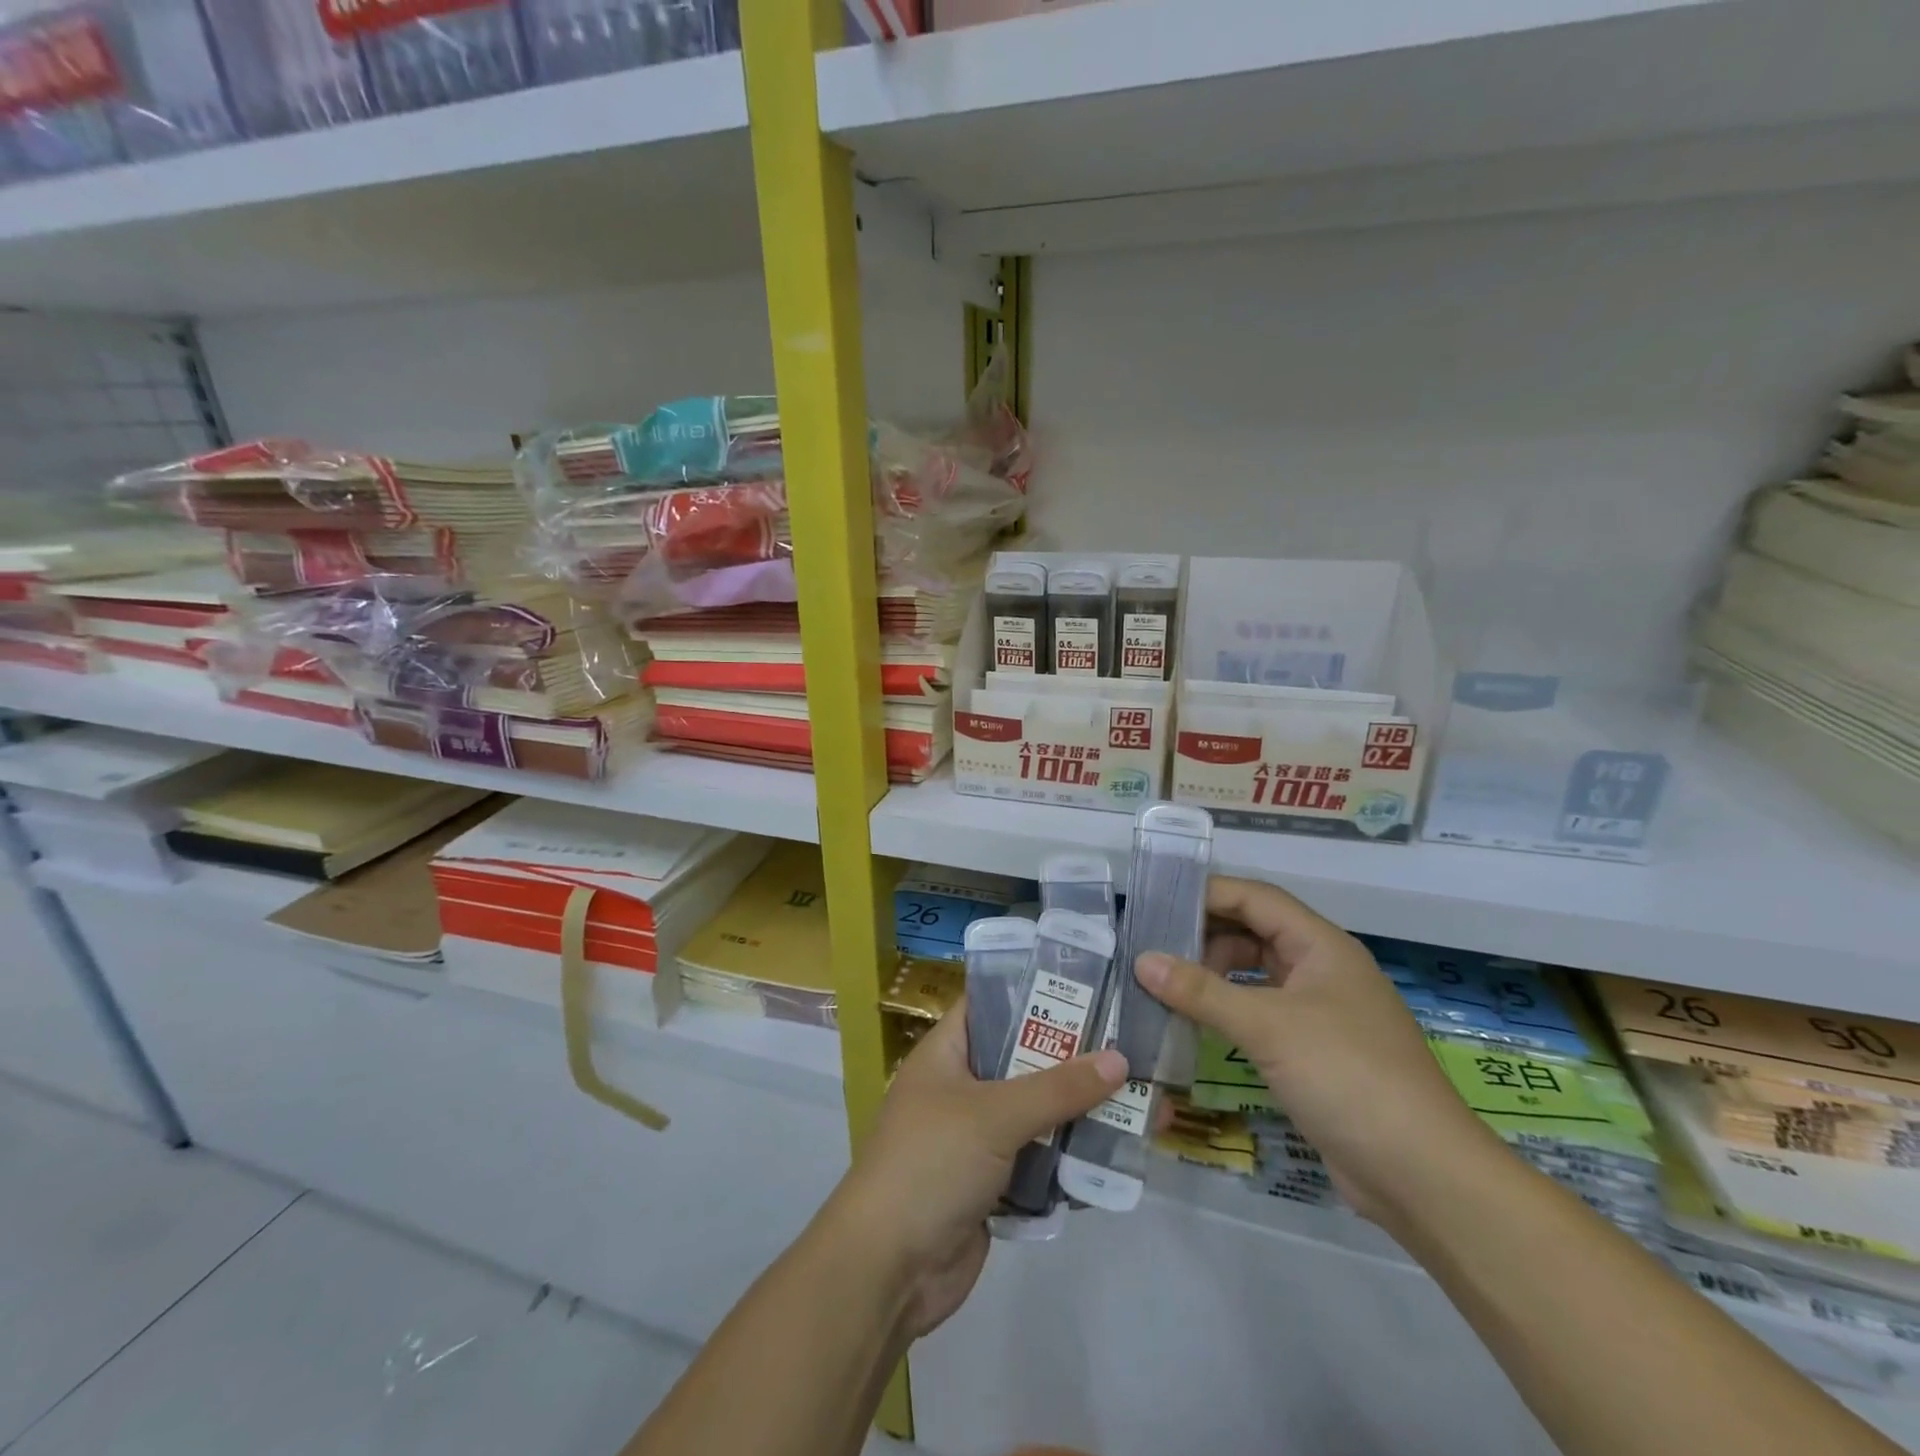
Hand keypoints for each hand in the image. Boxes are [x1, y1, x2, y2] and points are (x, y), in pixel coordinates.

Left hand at [826, 1005, 1125, 1338]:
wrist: (889, 1270)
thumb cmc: (931, 1164)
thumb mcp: (994, 1115)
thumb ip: (1057, 1088)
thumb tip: (1119, 1059)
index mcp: (946, 1054)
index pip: (990, 1005)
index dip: (1033, 993)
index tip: (1087, 987)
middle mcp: (961, 1089)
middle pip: (1022, 1061)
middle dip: (1072, 1059)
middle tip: (1129, 1045)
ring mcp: (976, 1139)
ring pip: (1035, 1114)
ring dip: (1078, 1113)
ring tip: (1138, 1100)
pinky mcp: (992, 1184)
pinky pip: (1038, 1160)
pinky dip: (1068, 1159)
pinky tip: (1115, 1155)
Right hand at [1135, 875, 1498, 1232]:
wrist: (1423, 1175)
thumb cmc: (1347, 1077)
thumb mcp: (1267, 1026)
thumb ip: (1201, 991)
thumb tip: (1141, 960)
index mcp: (1321, 946)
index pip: (1255, 898)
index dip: (1207, 894)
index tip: (1156, 902)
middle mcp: (1322, 970)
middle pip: (1254, 933)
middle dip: (1204, 937)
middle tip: (1151, 949)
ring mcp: (1320, 1013)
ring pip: (1256, 975)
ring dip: (1213, 976)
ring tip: (1164, 987)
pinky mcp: (1314, 1052)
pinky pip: (1261, 1013)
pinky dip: (1228, 1012)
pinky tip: (1195, 1025)